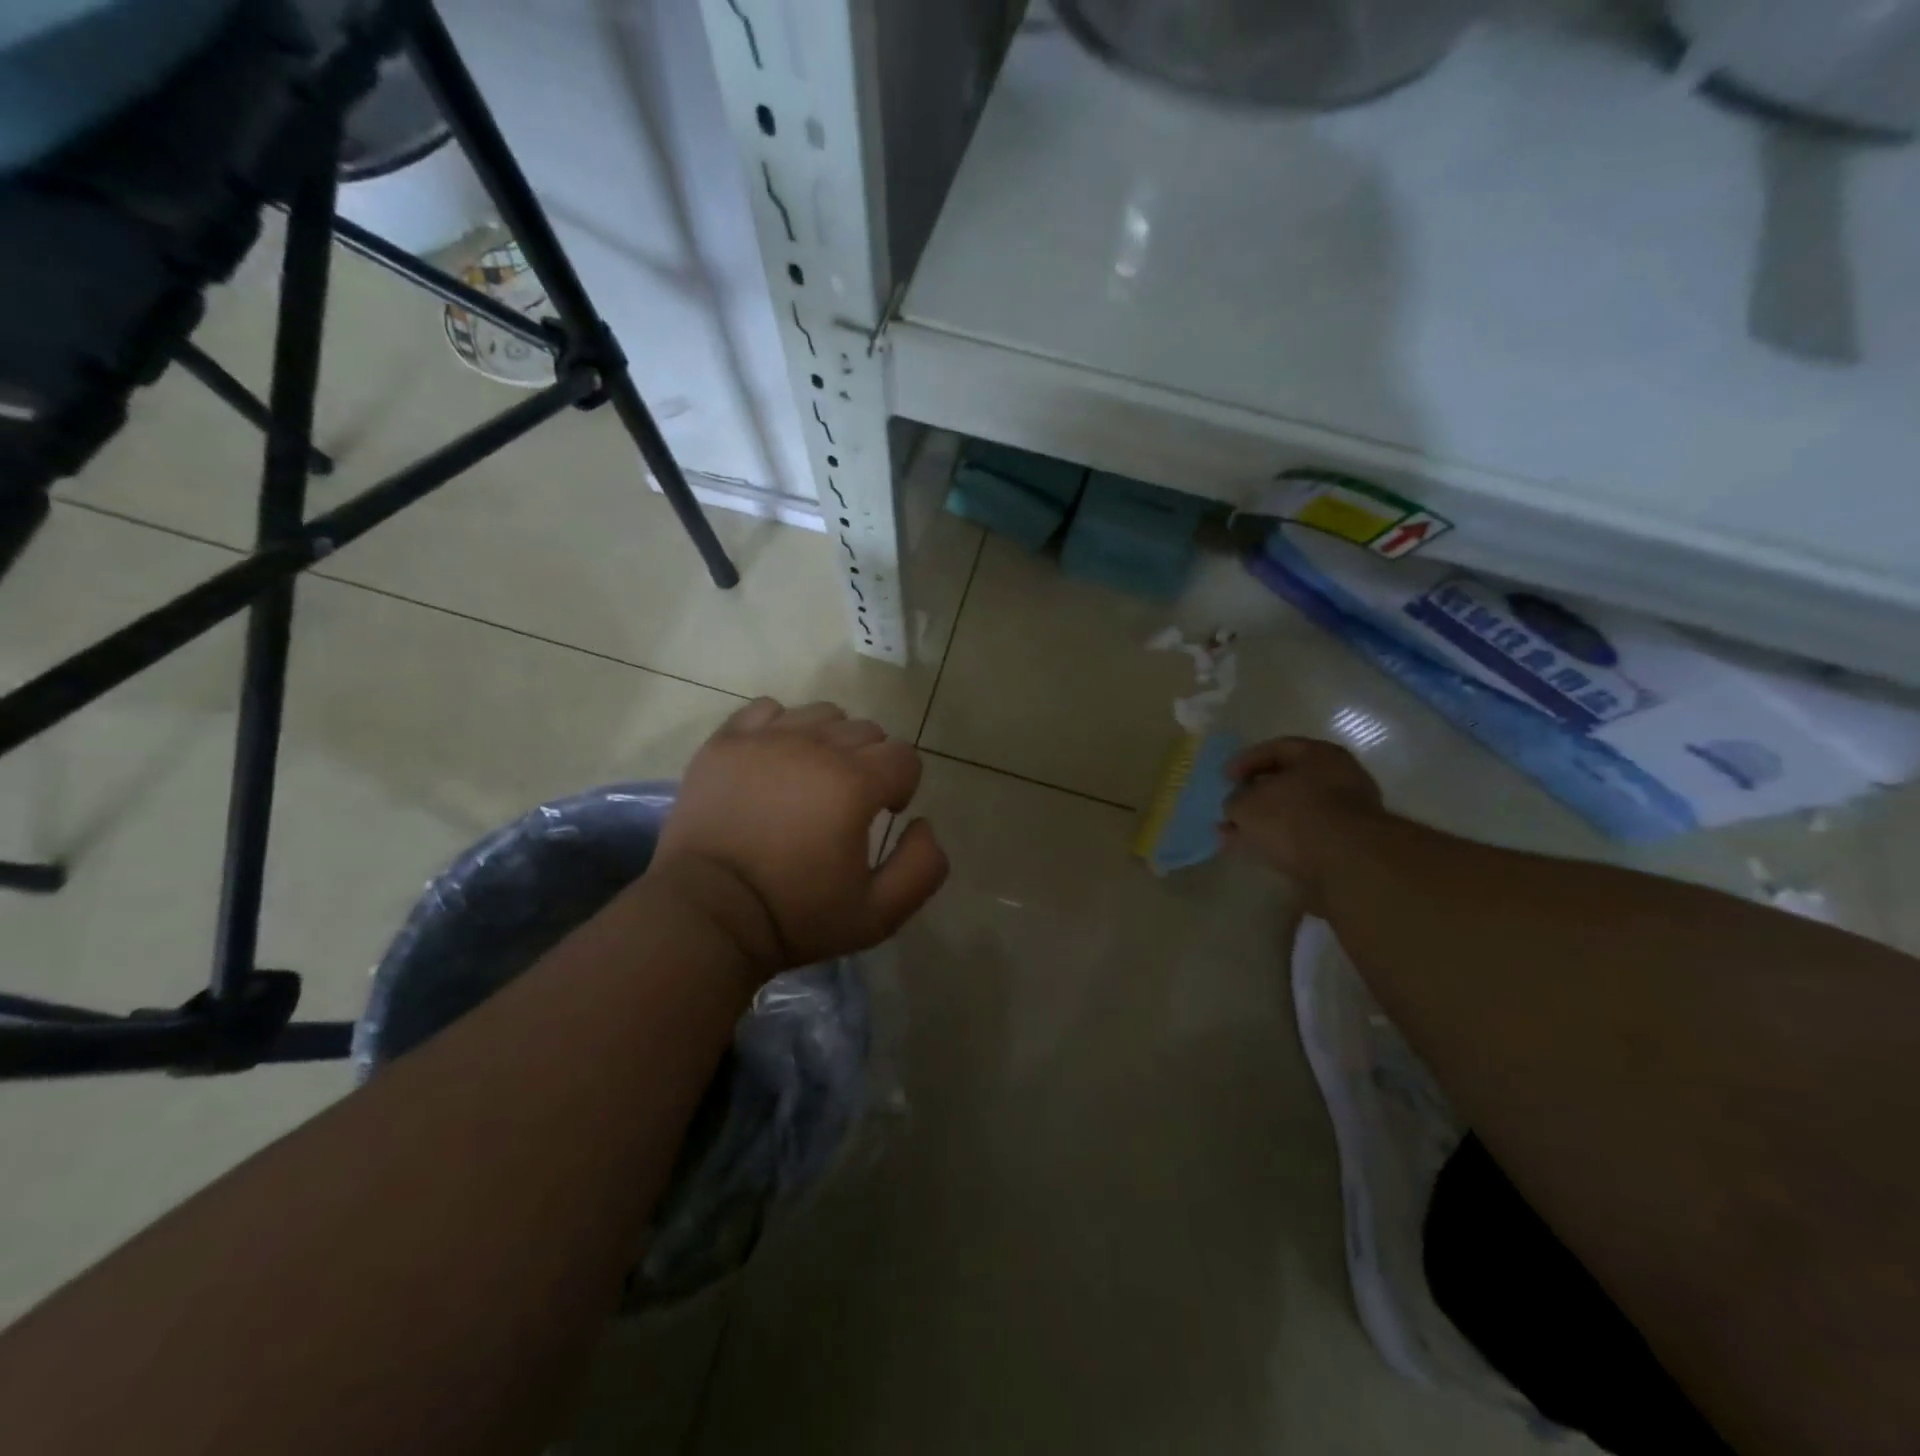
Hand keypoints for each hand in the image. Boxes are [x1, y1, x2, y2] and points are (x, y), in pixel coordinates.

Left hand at [651, 698, 948, 980]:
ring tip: (812, 779)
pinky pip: (768, 710)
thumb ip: (922, 867)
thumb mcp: (878, 915)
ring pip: (822, 714)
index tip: (882, 816)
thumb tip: (922, 823)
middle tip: (847, 804)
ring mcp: (765, 739)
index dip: (902, 786)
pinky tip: (775, 761)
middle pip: (866, 731)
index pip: (904, 757)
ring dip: (830, 741)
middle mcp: (814, 747)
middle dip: (871, 764)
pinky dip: (781, 728)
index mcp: (853, 783)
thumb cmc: (795, 917)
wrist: (706, 915)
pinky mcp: (725, 742)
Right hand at [1219, 737, 1383, 905]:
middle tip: (1231, 809)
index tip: (1224, 779)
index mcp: (1319, 755)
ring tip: (1235, 838)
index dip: (1245, 761)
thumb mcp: (1247, 804)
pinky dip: (1282, 843)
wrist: (1346, 863)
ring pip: (1295, 813)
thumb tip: (1237, 807)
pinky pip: (1306, 837)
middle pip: (1288, 782)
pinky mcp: (1349, 845)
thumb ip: (1236, 801)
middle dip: (1255, 797)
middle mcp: (1339, 777)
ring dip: (1265, 824)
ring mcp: (1348, 813)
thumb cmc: (1293, 816)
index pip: (1276, 749)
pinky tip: (1259, 853)